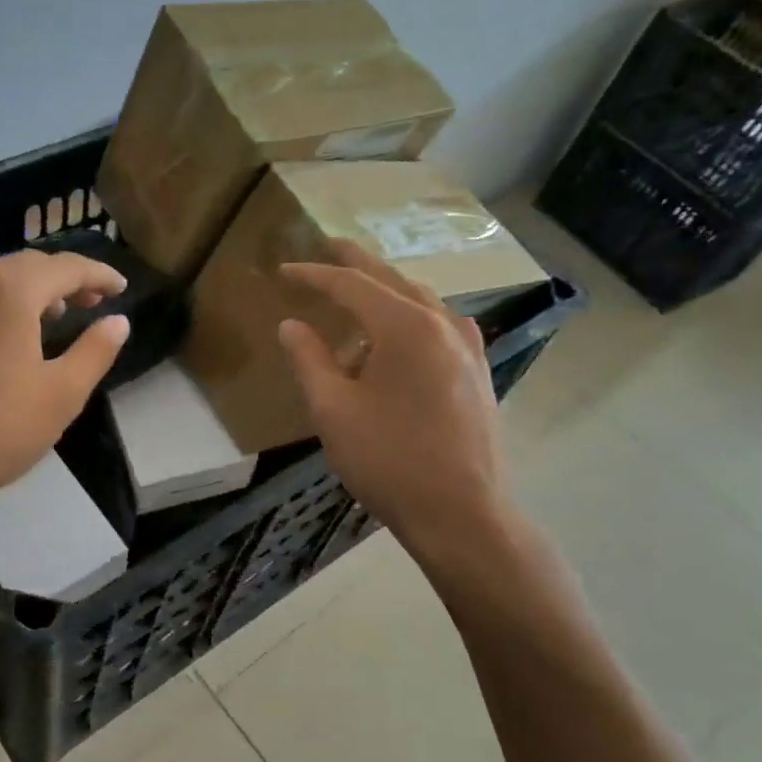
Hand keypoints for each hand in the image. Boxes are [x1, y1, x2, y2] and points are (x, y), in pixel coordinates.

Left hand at [0, 249, 129, 519]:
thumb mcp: (61, 395)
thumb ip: (95, 351)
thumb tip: (118, 321)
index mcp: (9, 291)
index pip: (65, 267)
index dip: (98, 274)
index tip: (121, 287)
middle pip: (27, 266)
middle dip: (64, 279)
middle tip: (92, 301)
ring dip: (29, 291)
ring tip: (52, 316)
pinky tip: (2, 336)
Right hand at [278, 240, 510, 550]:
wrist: (461, 513)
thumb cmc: (388, 460)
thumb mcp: (333, 410)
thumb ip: (309, 360)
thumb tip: (291, 326)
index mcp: (406, 326)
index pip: (352, 285)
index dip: (314, 275)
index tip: (284, 271)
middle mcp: (444, 324)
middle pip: (393, 280)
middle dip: (357, 264)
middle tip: (330, 248)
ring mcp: (469, 348)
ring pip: (421, 302)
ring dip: (386, 293)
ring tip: (356, 298)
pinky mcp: (477, 373)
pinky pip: (439, 327)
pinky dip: (410, 319)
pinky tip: (398, 339)